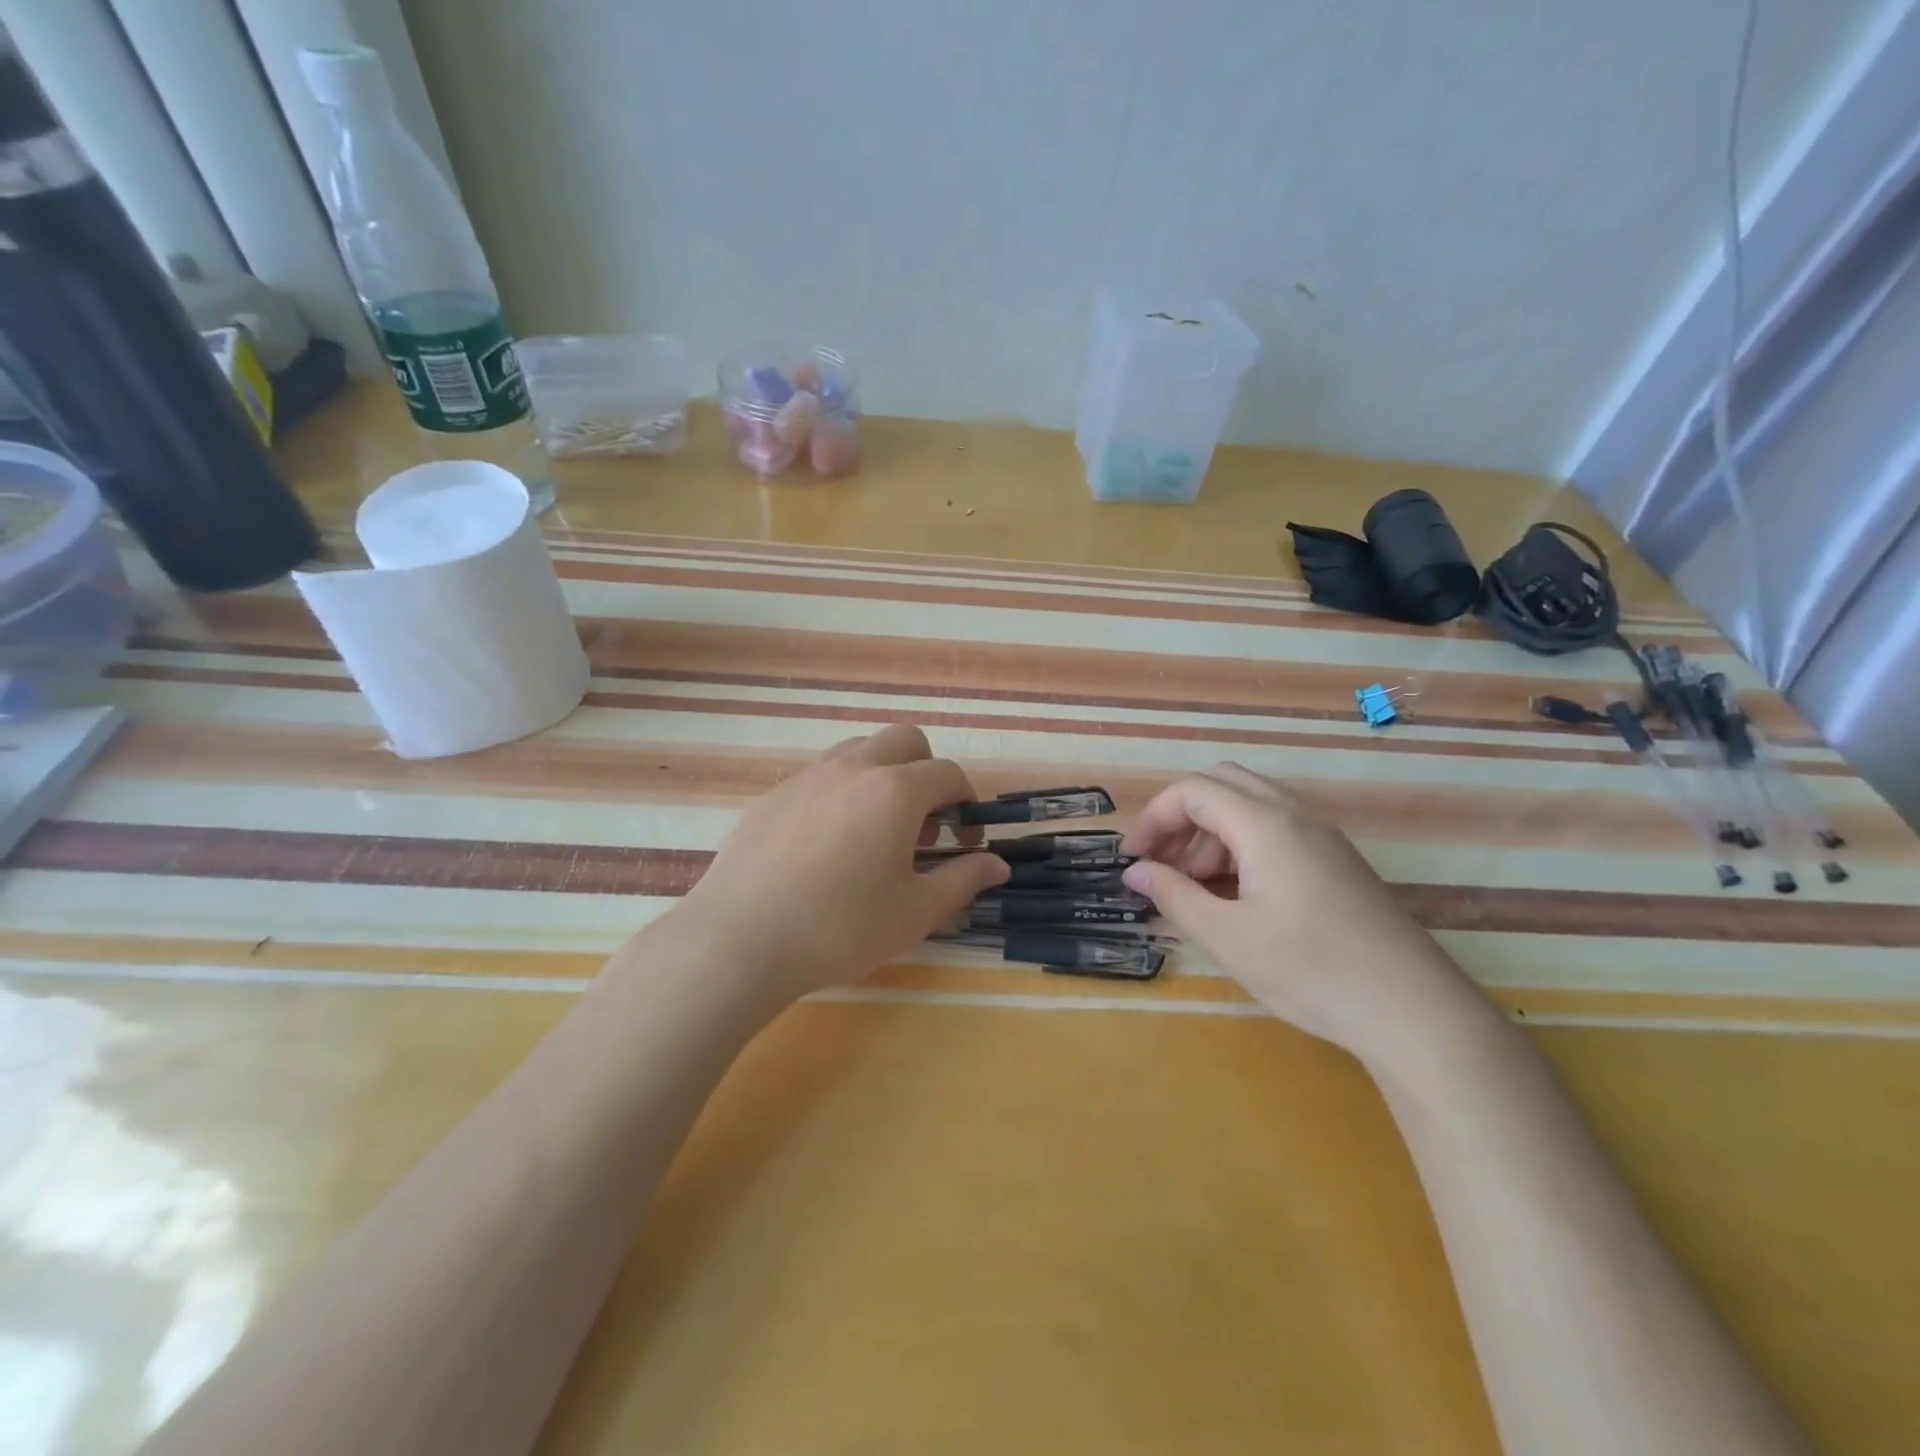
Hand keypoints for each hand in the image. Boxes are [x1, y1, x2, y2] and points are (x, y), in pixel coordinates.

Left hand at [673, 723, 1008, 1006]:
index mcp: (895, 791)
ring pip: (858, 750)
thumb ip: (963, 880)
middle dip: (925, 771)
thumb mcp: (914, 912)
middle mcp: (853, 769)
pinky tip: (824, 846)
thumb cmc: (841, 928)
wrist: (741, 940)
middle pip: (904, 740)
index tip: (964, 840)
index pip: (948, 774)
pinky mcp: (772, 796)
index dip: (966, 803)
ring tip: (874, 830)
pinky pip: (819, 777)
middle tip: (921, 823)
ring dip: (881, 775)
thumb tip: (998, 865)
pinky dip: (839, 793)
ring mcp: (807, 777)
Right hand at [1121, 764, 1493, 1064]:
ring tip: (1193, 887)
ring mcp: (1321, 836)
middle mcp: (1294, 816)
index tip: (1132, 859)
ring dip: (1209, 833)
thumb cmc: (1312, 971)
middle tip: (1159, 862)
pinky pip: (1274, 830)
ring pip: (1249, 806)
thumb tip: (1136, 873)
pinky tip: (1234, 895)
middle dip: (1180, 817)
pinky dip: (1240, 847)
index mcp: (1265, 825)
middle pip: (1221, 785)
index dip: (1153, 818)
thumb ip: (1175, 896)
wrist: (1415, 1011)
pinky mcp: (1335, 860)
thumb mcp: (1229, 937)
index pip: (1193, 791)